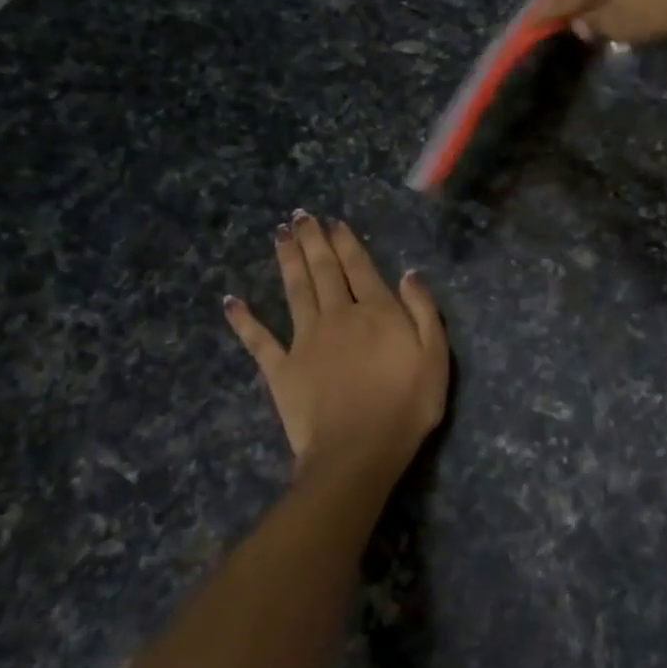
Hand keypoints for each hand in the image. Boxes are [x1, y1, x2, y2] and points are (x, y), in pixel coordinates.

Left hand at [224, 213, 448, 495]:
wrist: (358, 451)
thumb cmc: (406, 405)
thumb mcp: (435, 356)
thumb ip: (423, 311)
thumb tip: (409, 273)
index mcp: (376, 311)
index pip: (359, 267)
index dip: (346, 243)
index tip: (333, 222)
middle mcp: (337, 315)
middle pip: (323, 270)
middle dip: (312, 241)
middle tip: (300, 216)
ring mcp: (304, 340)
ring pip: (294, 291)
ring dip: (287, 261)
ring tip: (280, 236)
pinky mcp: (280, 368)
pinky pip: (258, 339)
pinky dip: (243, 319)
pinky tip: (231, 301)